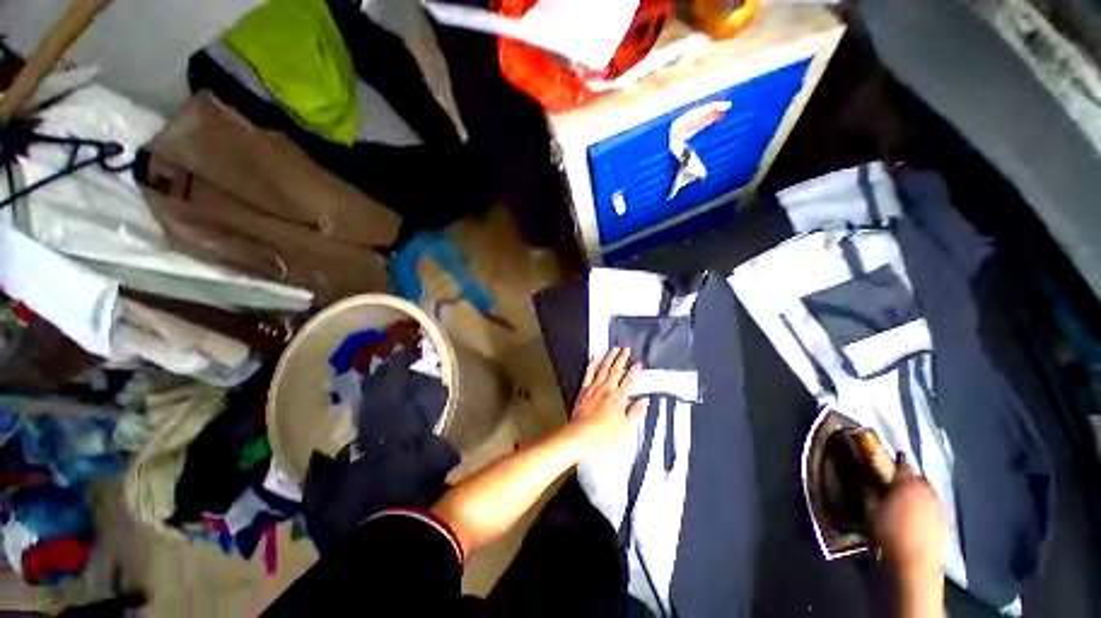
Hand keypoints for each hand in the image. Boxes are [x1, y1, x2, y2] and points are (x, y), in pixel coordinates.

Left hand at [570, 347, 649, 449]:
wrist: (582, 434)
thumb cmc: (602, 433)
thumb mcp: (625, 426)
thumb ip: (636, 412)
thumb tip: (644, 403)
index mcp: (618, 398)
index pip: (629, 381)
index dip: (635, 371)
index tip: (638, 364)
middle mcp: (606, 390)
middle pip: (616, 370)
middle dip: (622, 358)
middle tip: (626, 350)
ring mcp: (594, 388)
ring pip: (603, 368)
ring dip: (609, 357)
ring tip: (613, 349)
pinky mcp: (584, 390)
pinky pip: (589, 373)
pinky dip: (592, 364)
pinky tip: (595, 358)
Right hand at [869, 455, 945, 591]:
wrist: (915, 564)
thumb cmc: (889, 533)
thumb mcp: (870, 511)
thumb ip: (869, 492)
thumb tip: (865, 480)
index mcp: (907, 483)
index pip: (902, 464)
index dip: (895, 461)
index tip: (888, 460)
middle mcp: (926, 490)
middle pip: (918, 478)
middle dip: (908, 478)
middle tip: (896, 483)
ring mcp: (939, 507)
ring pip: (927, 493)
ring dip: (918, 493)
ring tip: (906, 501)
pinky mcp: (945, 522)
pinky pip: (933, 508)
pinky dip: (925, 508)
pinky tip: (916, 517)